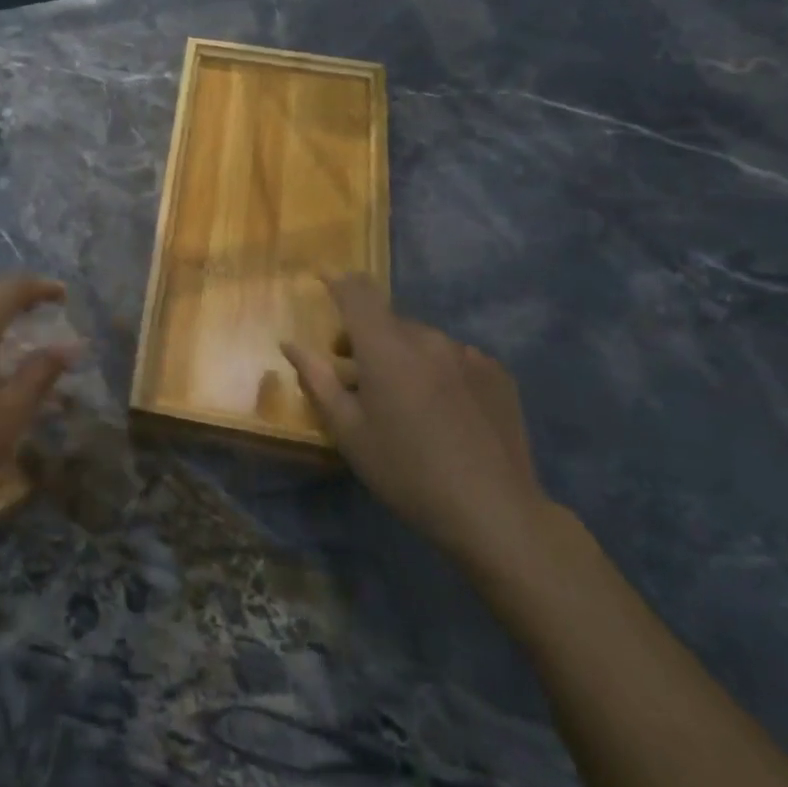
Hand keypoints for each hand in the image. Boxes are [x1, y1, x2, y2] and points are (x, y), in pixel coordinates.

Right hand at [281, 274, 551, 570]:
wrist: (494, 511)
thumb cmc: (405, 471)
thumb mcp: (348, 431)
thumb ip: (317, 380)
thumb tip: (290, 344)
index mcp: (386, 348)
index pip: (357, 293)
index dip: (336, 280)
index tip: (321, 276)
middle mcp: (428, 339)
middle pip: (387, 320)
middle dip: (365, 336)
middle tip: (353, 373)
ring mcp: (467, 355)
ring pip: (422, 340)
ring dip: (402, 354)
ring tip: (401, 397)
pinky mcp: (497, 375)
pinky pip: (454, 358)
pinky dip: (437, 370)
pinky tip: (441, 409)